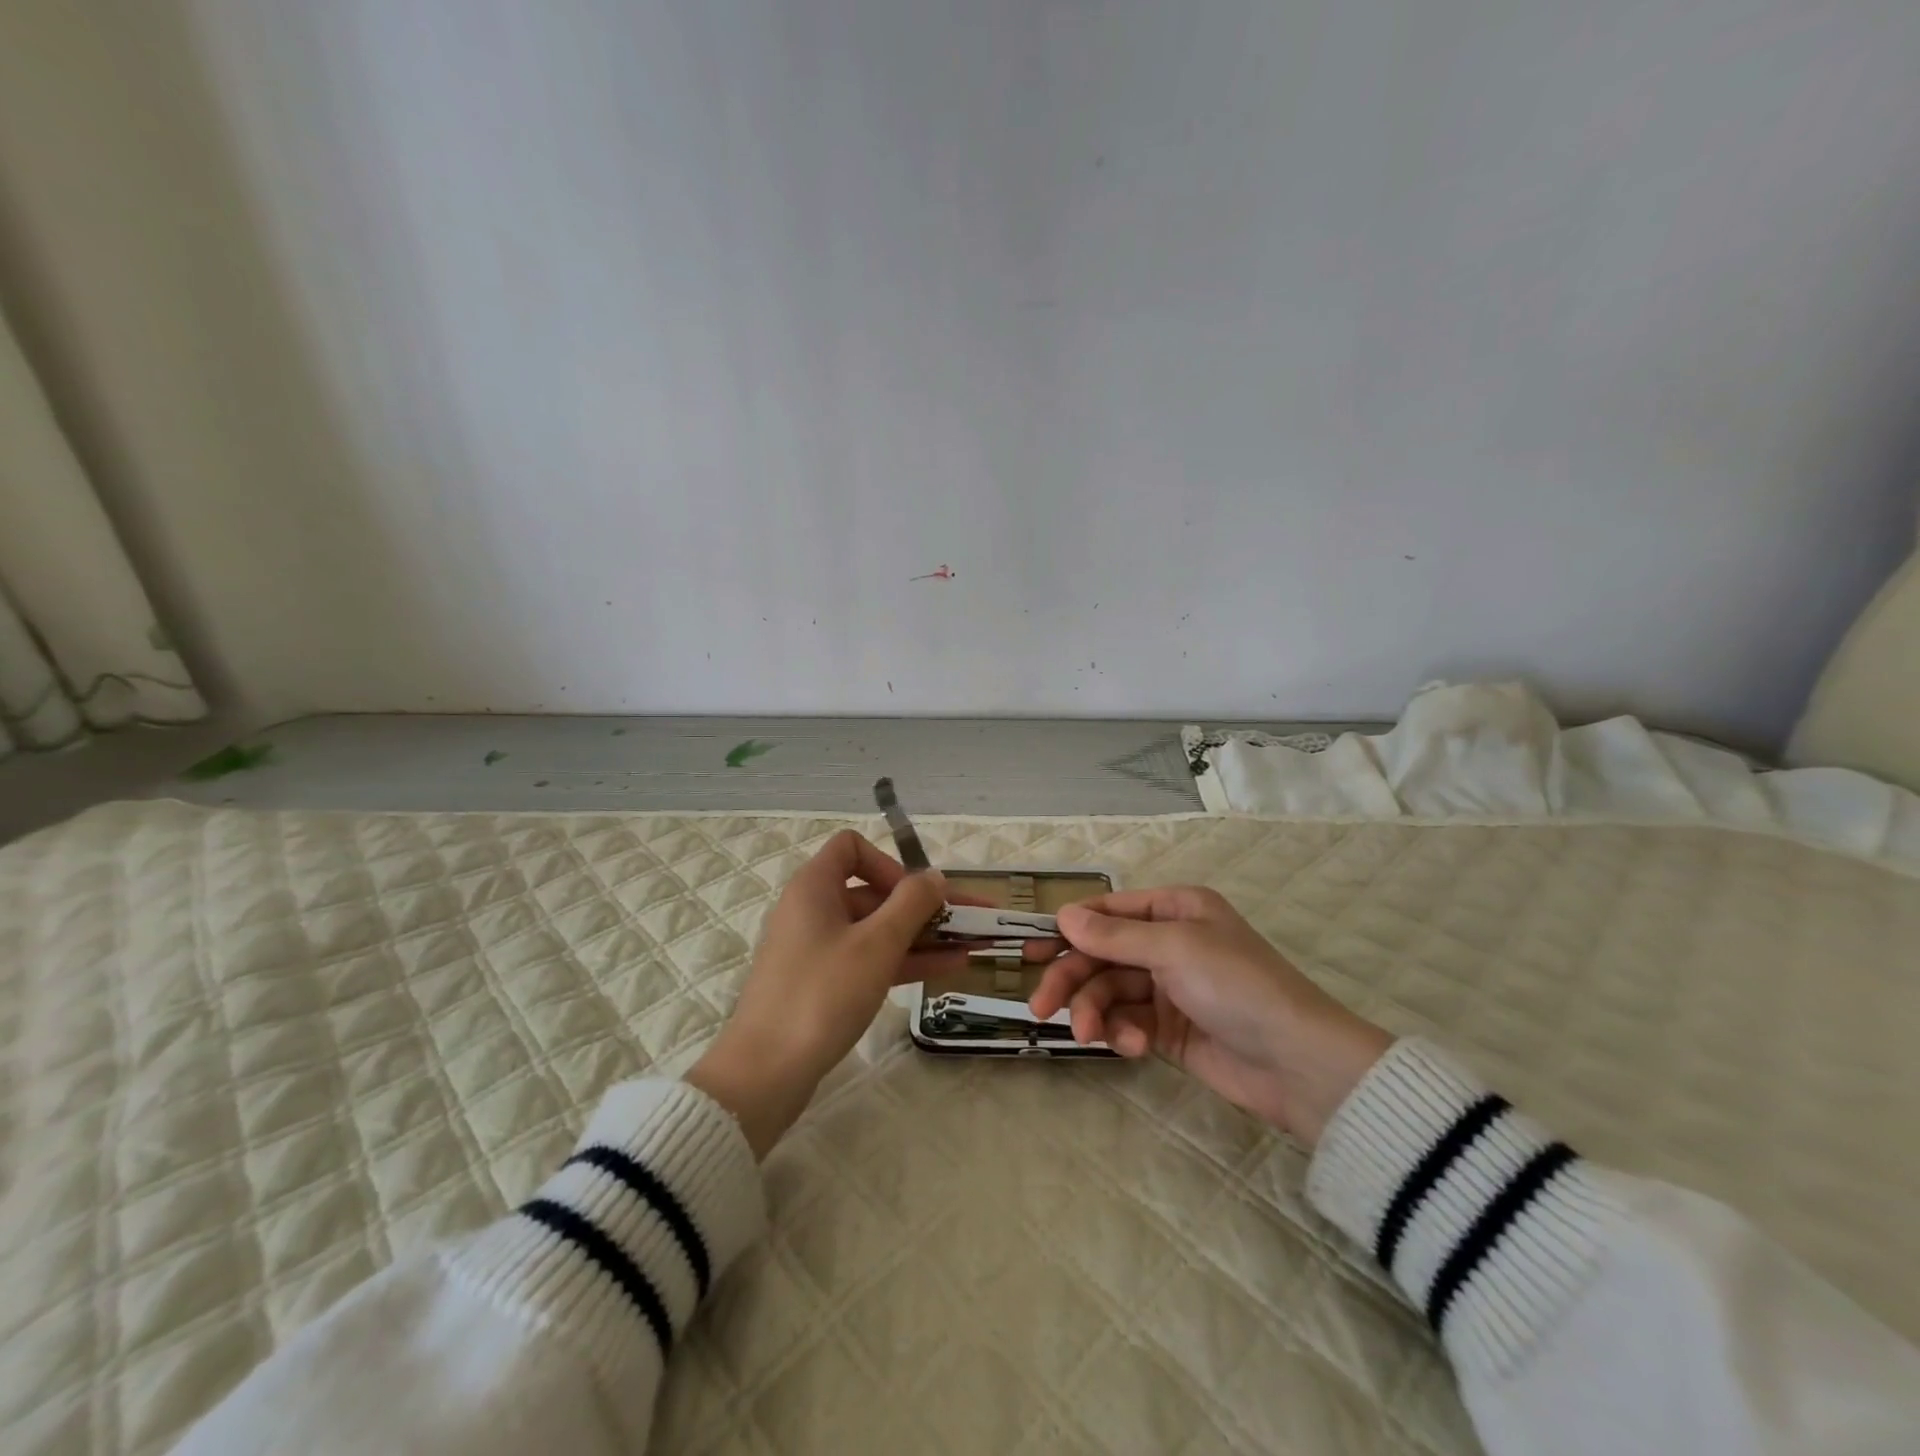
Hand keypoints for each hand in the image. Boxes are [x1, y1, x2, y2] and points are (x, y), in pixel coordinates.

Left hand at [687, 830, 964, 1157]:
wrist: (765, 1073)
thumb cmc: (822, 994)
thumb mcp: (876, 944)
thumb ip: (912, 903)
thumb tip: (935, 876)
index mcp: (815, 887)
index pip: (851, 848)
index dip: (888, 863)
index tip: (916, 894)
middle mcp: (813, 910)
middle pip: (874, 892)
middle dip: (924, 905)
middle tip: (972, 921)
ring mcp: (817, 950)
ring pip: (877, 930)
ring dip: (923, 935)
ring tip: (973, 945)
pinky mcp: (823, 985)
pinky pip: (870, 959)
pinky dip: (905, 960)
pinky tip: (949, 968)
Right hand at [1029, 886, 1391, 1147]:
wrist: (1298, 1064)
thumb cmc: (1237, 986)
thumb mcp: (1174, 949)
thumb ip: (1114, 936)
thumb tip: (1064, 915)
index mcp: (1174, 909)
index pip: (1108, 911)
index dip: (1069, 928)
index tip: (1031, 950)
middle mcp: (1168, 942)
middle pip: (1101, 954)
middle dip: (1072, 979)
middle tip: (1041, 1007)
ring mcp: (1168, 987)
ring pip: (1109, 991)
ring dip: (1094, 1011)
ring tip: (1089, 1035)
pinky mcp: (1169, 1030)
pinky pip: (1128, 1022)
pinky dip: (1122, 1033)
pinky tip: (1132, 1047)